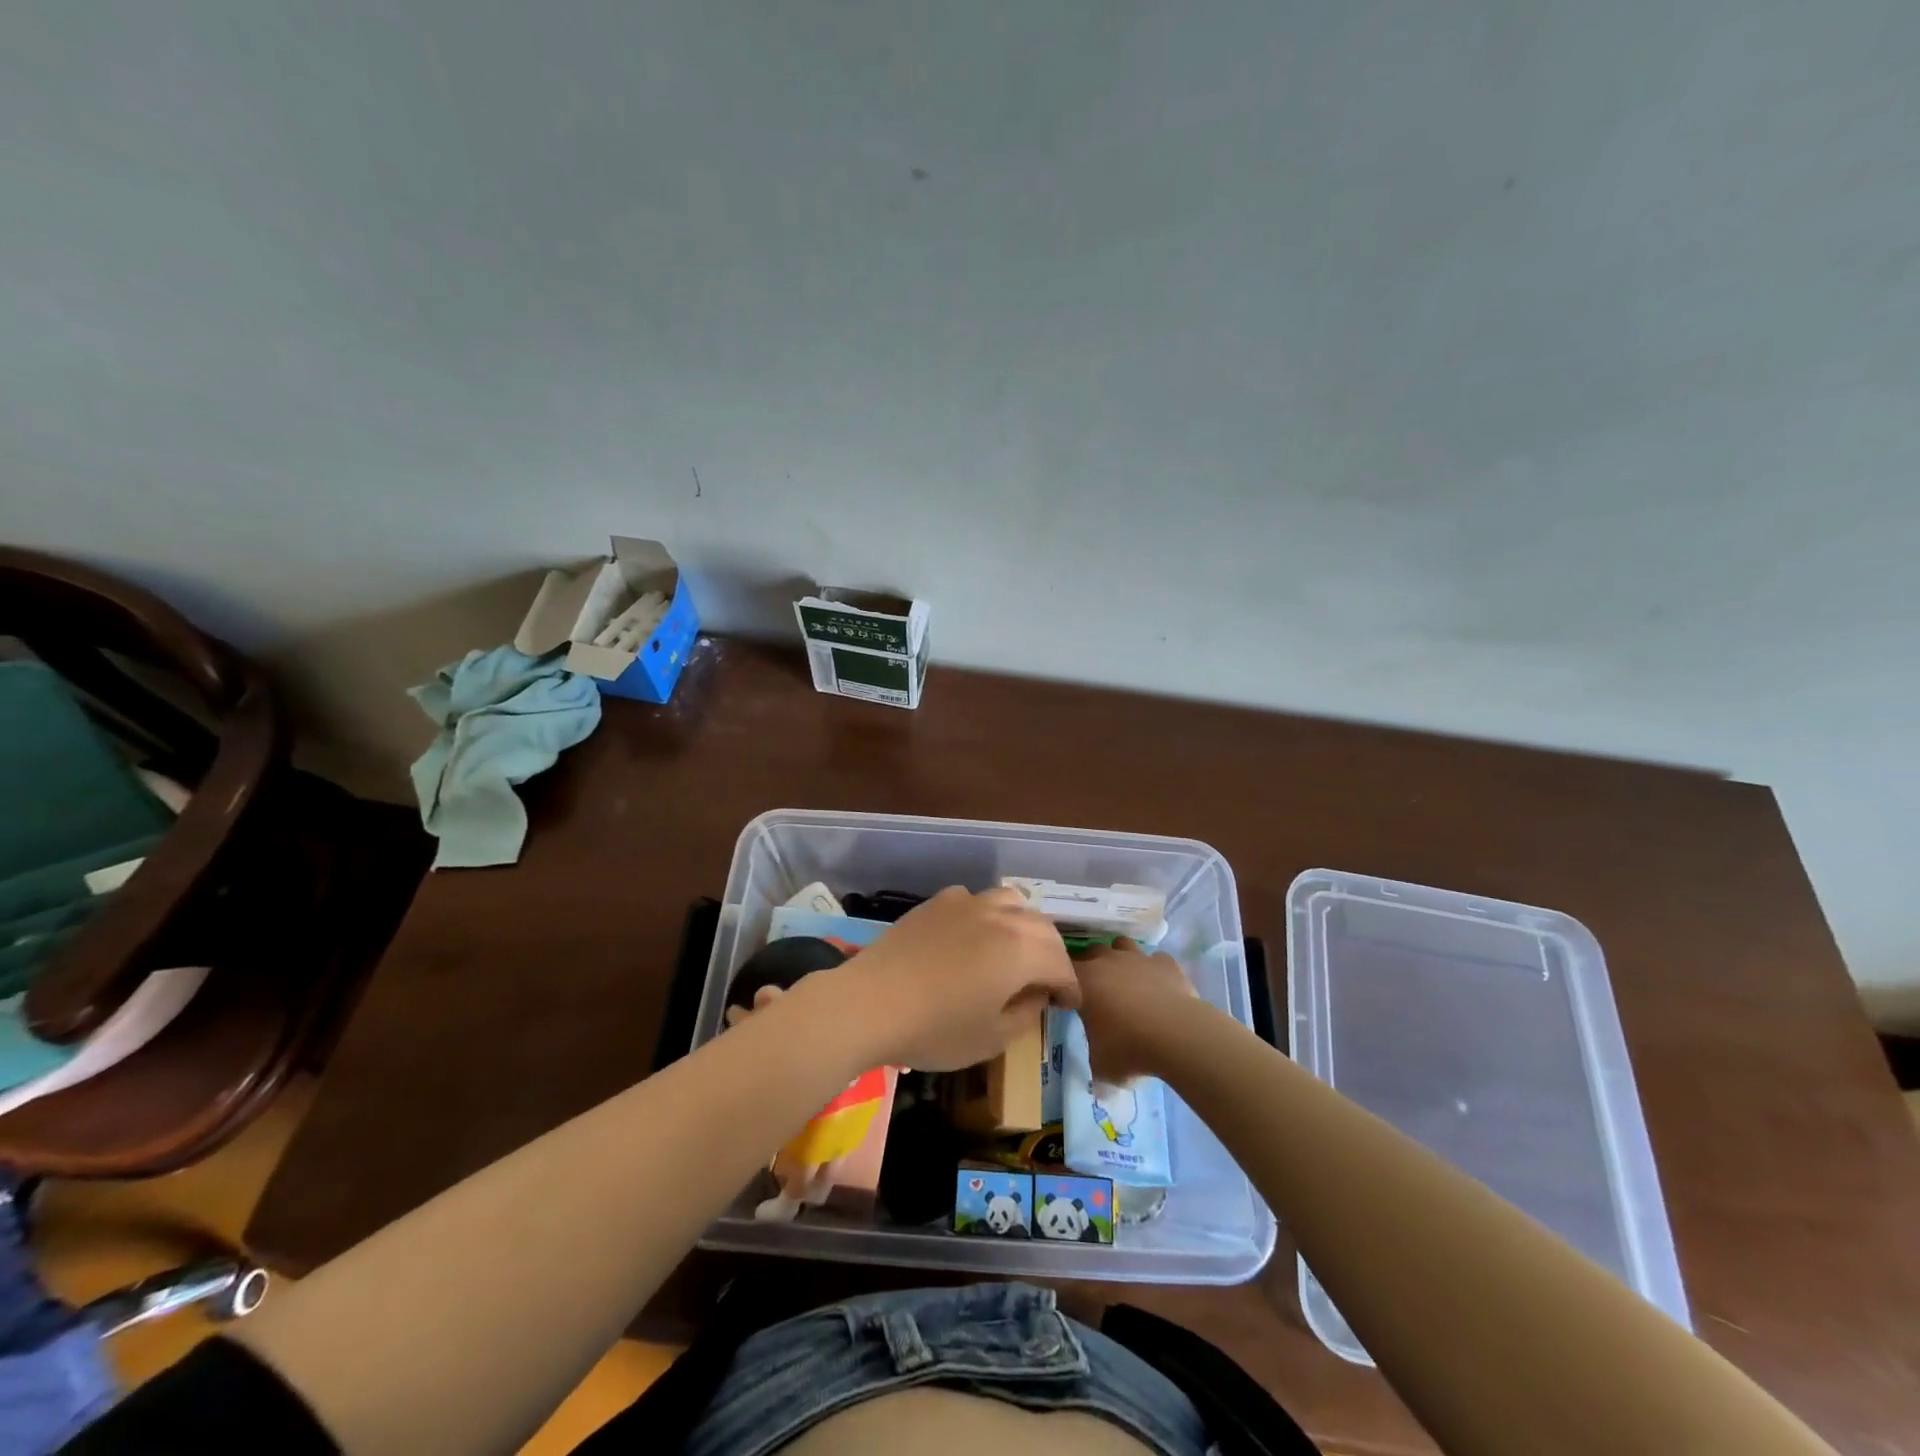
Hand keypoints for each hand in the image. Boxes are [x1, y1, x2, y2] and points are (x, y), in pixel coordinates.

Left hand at [811, 886, 1080, 1071]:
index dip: (1070, 985)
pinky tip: (973, 935)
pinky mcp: (937, 902)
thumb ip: (1025, 1013)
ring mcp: (966, 903)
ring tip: (1015, 949)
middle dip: (1052, 952)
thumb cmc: (936, 1029)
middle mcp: (1000, 916)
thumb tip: (1037, 995)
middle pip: (1041, 926)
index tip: (1069, 1004)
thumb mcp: (991, 1038)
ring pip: (1011, 902)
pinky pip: (975, 900)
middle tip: (1047, 979)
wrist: (870, 1003)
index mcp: (1021, 950)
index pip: (1060, 962)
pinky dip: (987, 915)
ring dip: (1023, 925)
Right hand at [1072, 937, 1198, 1081]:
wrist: (1178, 1035)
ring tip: (1127, 982)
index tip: (1070, 1000)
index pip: (1063, 970)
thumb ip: (1095, 1062)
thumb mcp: (1102, 1066)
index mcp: (1083, 980)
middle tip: (1099, 991)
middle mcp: (1107, 960)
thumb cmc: (1129, 1048)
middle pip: (1092, 951)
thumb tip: (1098, 1078)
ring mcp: (1138, 957)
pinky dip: (1154, 970)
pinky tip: (1159, 987)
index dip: (1066, 983)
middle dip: (1093, 966)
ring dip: (1121, 958)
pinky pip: (1156, 960)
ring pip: (1123, 945)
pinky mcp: (1166, 963)